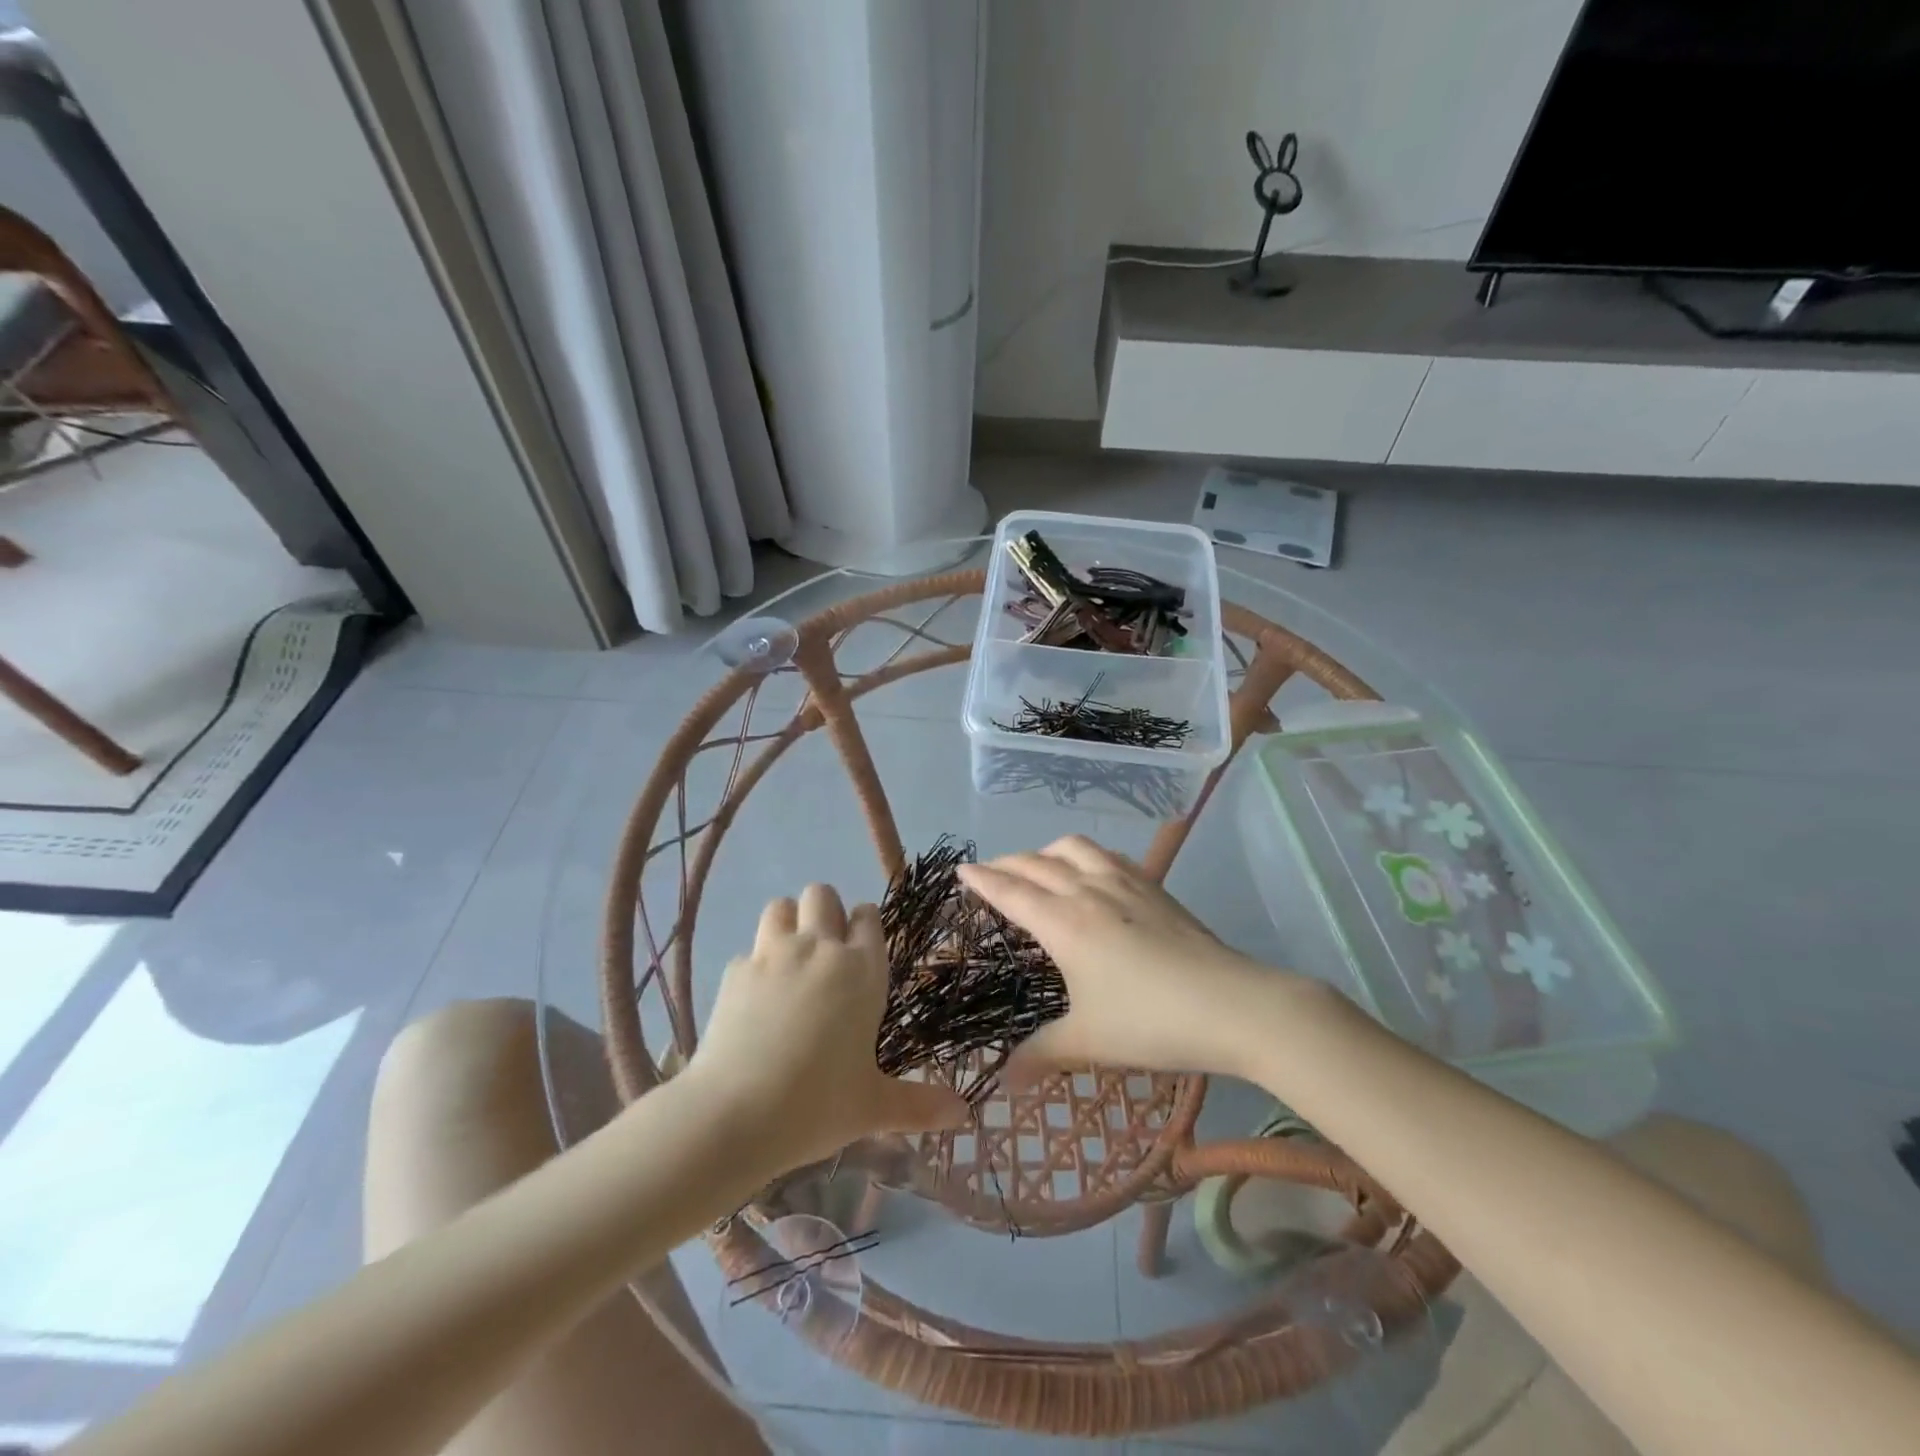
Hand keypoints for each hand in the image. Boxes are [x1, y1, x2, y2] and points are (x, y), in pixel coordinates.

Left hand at [686, 884, 968, 1172]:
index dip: (865, 926)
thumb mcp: (873, 1107)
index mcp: (861, 970)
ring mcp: (772, 955)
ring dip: (788, 922)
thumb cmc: (817, 1105)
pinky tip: (755, 998)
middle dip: (826, 911)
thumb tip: (965, 1115)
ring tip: (790, 959)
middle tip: (825, 953)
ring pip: (781, 906)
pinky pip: (749, 950)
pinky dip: (755, 964)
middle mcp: (819, 949)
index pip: (868, 916)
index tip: (862, 951)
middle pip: (822, 894)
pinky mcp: (734, 972)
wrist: (734, 1115)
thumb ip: (920, 1104)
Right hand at [957, 835, 1299, 1080]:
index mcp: (1063, 922)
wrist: (1233, 1005)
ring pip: (1074, 848)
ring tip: (1039, 868)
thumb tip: (1003, 1079)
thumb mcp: (1088, 1042)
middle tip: (990, 874)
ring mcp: (1124, 883)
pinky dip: (1086, 855)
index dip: (982, 878)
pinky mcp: (1154, 887)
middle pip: (1036, 863)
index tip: (961, 869)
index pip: (1010, 890)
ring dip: (1046, 851)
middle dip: (1006, 863)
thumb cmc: (1151, 1022)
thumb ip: (1041, 1054)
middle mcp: (1087, 891)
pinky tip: (1094, 872)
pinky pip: (1108, 855)